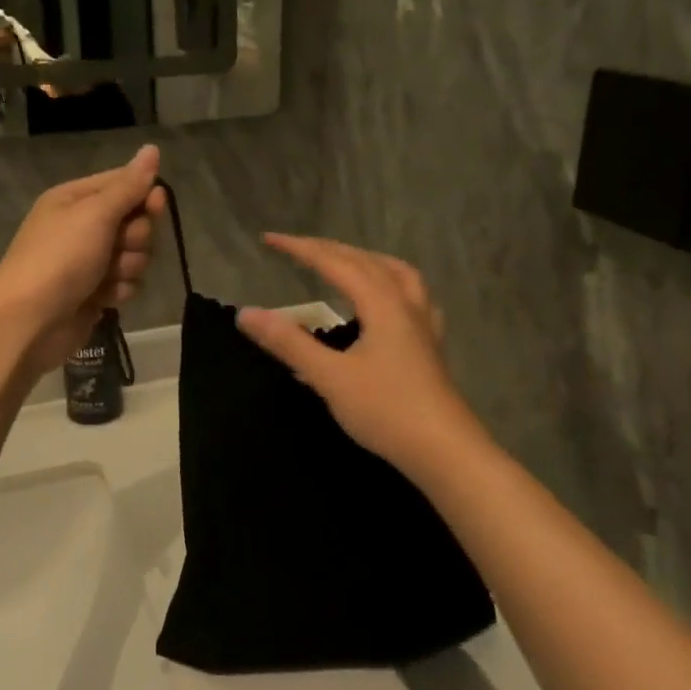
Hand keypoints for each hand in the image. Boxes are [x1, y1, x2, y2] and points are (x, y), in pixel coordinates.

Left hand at [0, 145, 165, 373]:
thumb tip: (152, 148)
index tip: (156, 205)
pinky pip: (126, 283)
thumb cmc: (59, 259)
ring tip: (106, 278)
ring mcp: (89, 261)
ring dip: (128, 267)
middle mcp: (82, 226)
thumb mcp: (95, 214)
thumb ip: (128, 185)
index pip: (124, 184)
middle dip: (135, 238)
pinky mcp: (95, 292)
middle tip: (119, 247)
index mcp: (75, 199)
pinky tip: (103, 299)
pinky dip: (119, 291)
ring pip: (135, 255)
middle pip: (135, 222)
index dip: (144, 195)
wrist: (28, 322)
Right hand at [236, 236, 483, 479]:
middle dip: (328, 249)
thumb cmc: (386, 410)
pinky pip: (411, 296)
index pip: (335, 263)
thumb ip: (289, 343)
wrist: (444, 450)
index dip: (301, 249)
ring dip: (365, 260)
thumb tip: (246, 313)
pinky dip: (391, 284)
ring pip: (395, 274)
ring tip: (344, 261)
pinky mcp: (430, 344)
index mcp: (381, 304)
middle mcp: (405, 304)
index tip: (269, 239)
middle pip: (365, 262)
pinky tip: (387, 300)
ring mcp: (423, 324)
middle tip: (296, 247)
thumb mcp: (330, 377)